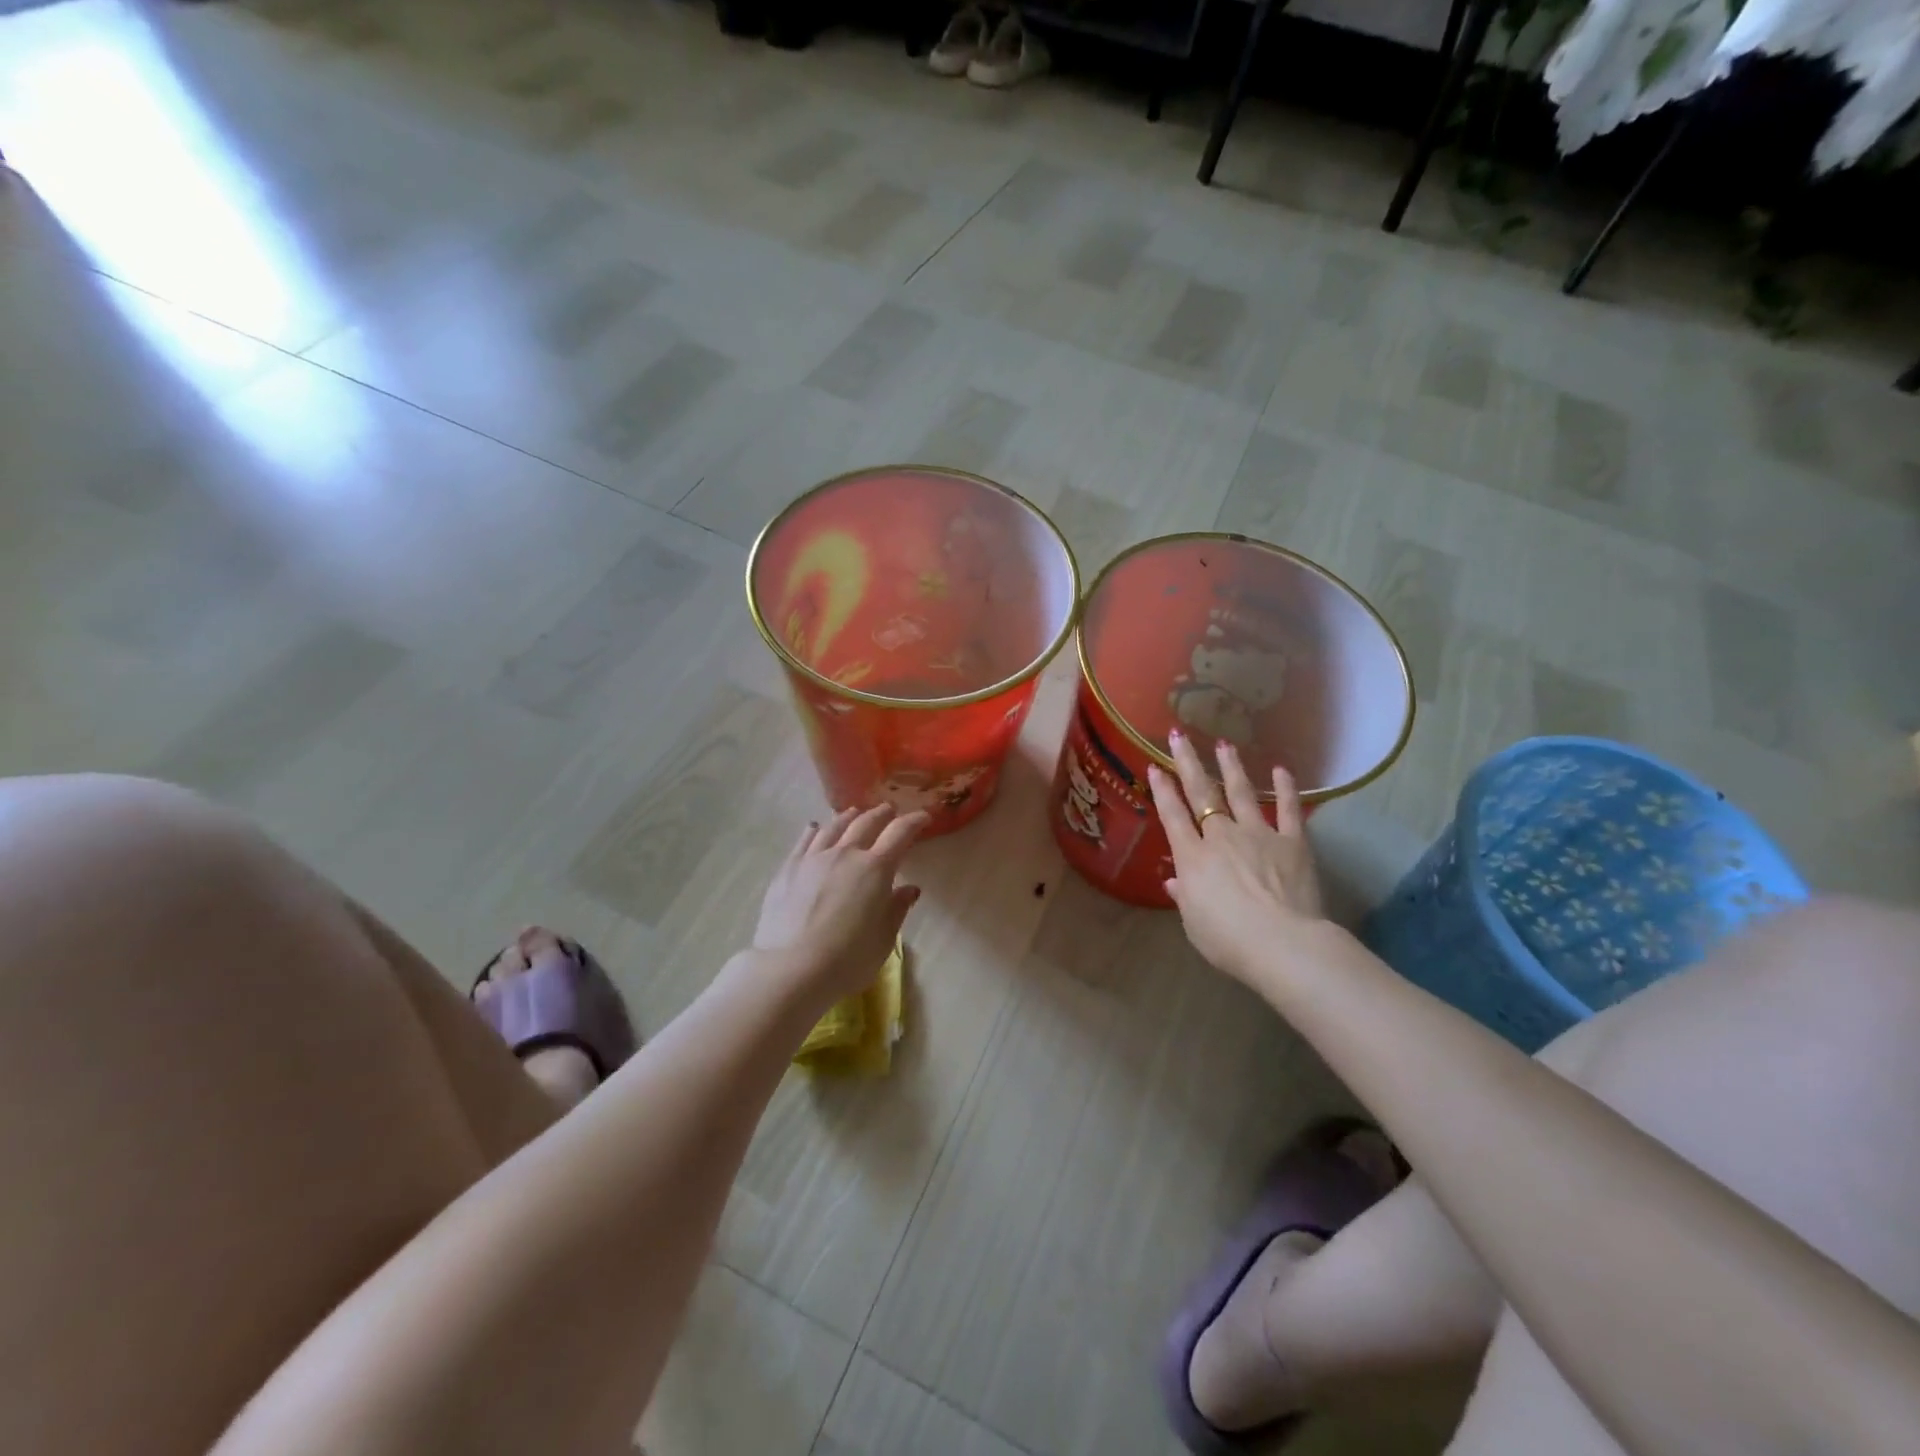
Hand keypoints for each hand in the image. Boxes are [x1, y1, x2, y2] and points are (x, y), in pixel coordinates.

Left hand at [753, 804, 928, 1004]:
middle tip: (889, 811)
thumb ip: (897, 909)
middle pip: (866, 822)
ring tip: (855, 814)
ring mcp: (813, 858)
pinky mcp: (788, 868)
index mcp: (875, 868)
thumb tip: (910, 889)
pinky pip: (805, 840)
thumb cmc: (847, 960)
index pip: (900, 833)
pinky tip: (815, 828)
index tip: (924, 817)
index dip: (914, 821)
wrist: (791, 969)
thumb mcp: (883, 939)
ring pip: (834, 826)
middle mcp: (845, 854)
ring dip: (849, 817)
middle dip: (882, 814)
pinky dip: (815, 830)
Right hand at [1147, 730, 1325, 985]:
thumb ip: (1184, 897)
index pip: (1172, 815)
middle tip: (1179, 736)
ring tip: (1224, 744)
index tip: (1155, 767)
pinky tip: (1282, 769)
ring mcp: (1259, 834)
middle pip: (1201, 793)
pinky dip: (1286, 789)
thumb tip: (1174, 882)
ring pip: (1241, 793)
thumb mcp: (1195, 923)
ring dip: (1231, 767)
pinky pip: (1289, 810)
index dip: (1162, 790)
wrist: (1282, 944)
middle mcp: (1222, 836)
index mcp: (1192, 857)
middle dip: (1188, 763)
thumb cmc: (1229, 940)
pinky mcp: (1293, 842)